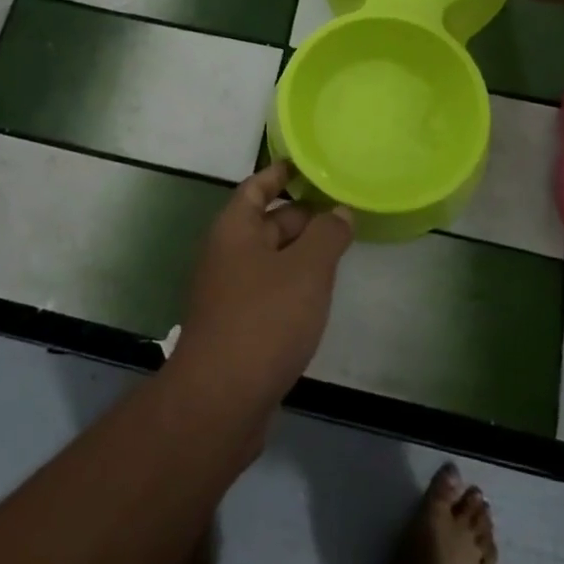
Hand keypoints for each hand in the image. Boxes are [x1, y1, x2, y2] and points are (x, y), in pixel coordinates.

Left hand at [175, 162, 353, 406]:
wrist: (221, 398)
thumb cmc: (265, 319)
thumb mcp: (306, 270)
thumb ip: (327, 235)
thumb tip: (340, 212)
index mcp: (234, 229)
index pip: (256, 186)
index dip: (280, 173)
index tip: (307, 165)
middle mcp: (226, 254)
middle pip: (264, 222)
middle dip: (301, 215)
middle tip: (342, 211)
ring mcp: (229, 292)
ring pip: (269, 258)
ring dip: (300, 252)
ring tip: (339, 248)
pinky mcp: (237, 325)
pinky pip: (268, 289)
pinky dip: (292, 283)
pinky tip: (318, 294)